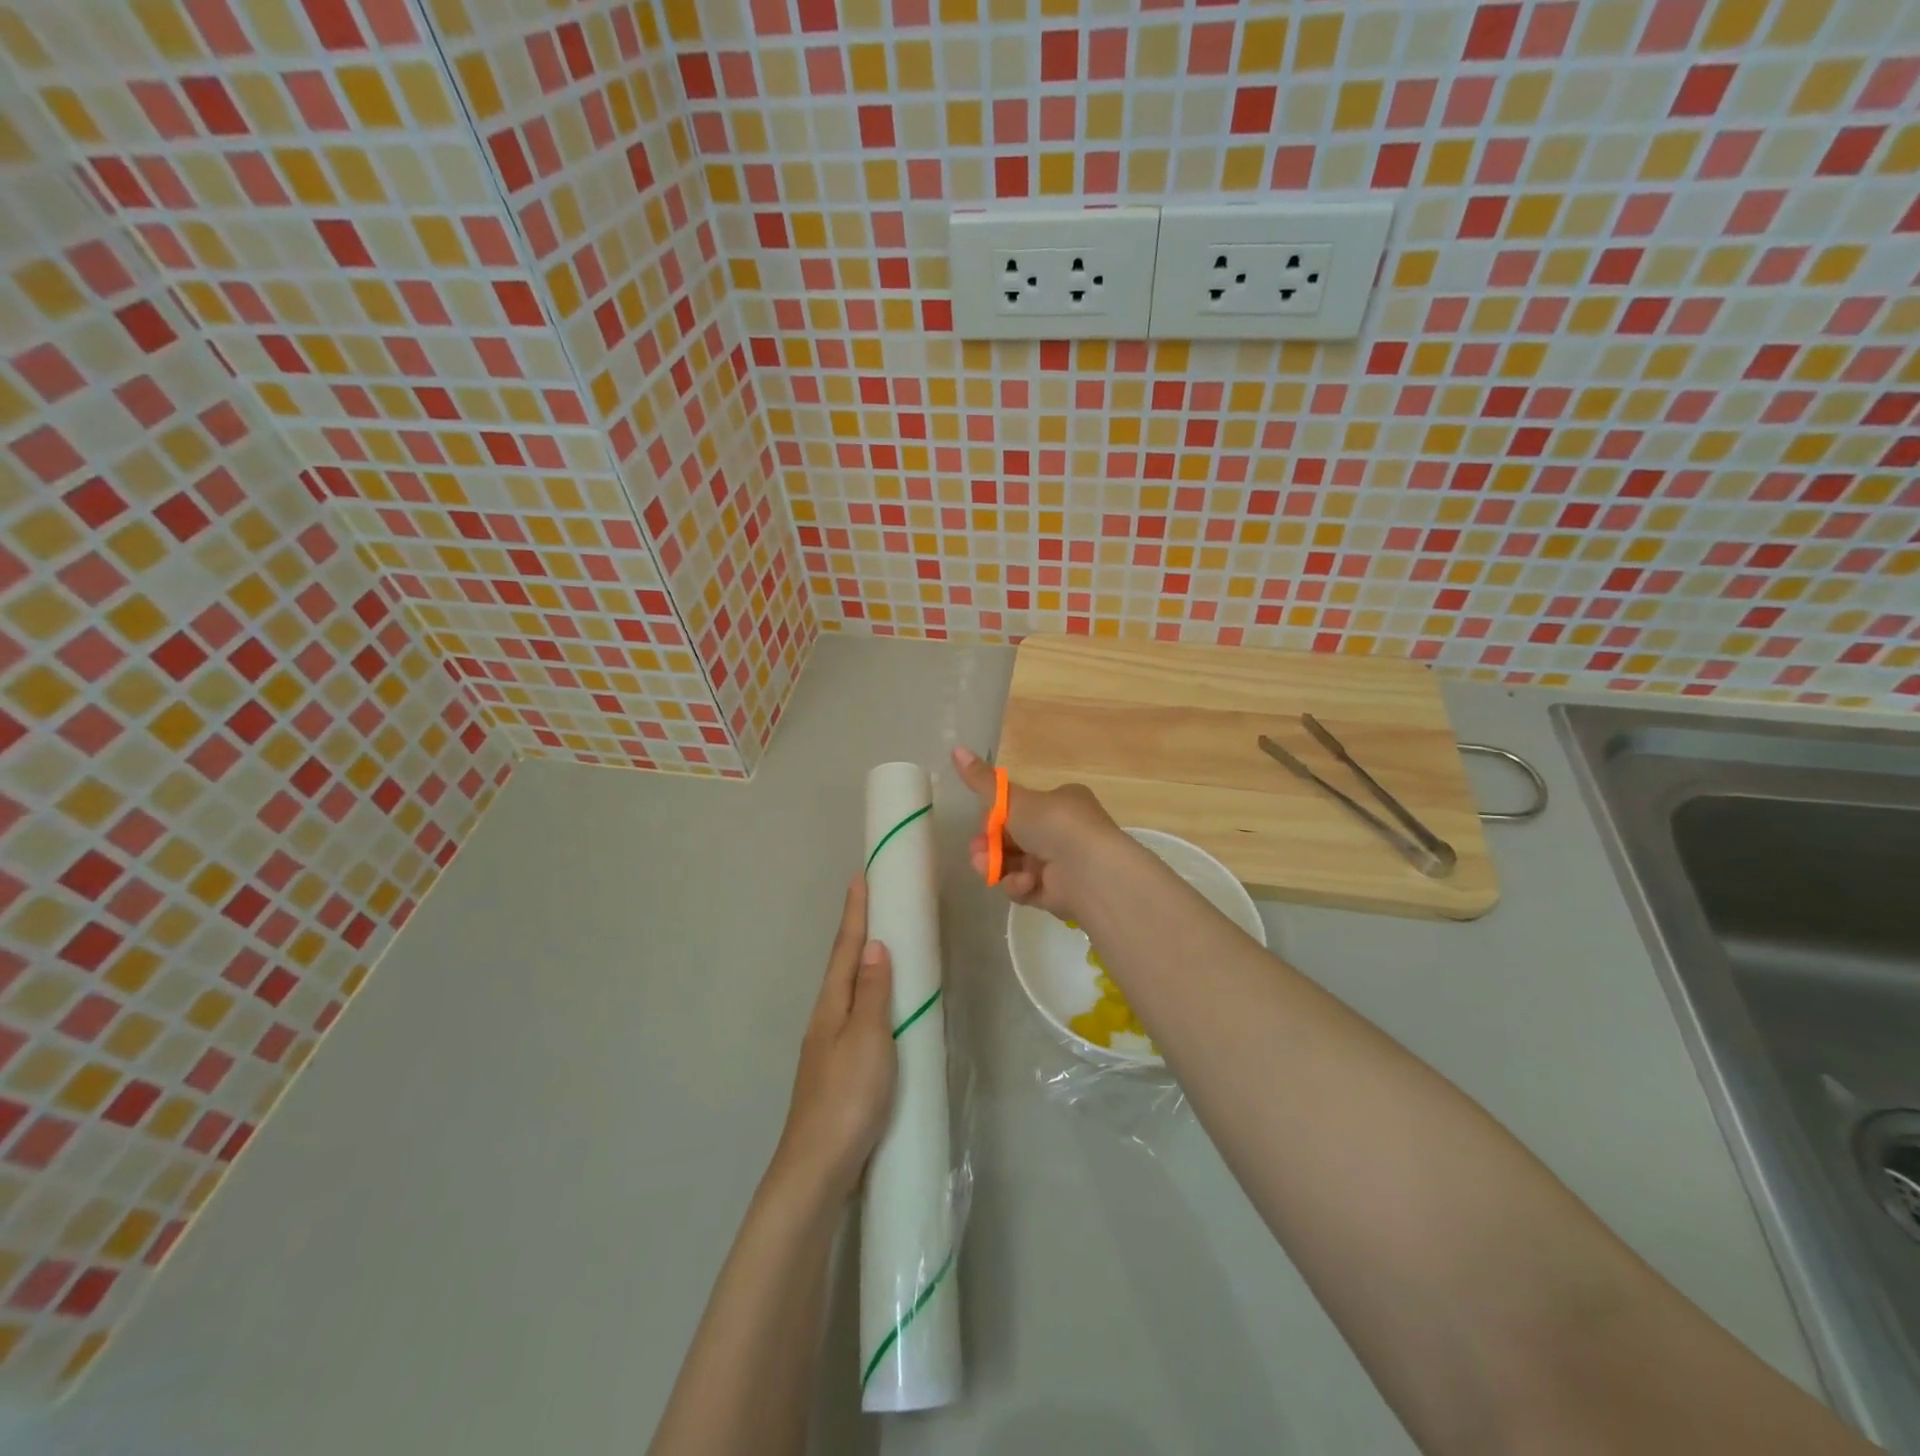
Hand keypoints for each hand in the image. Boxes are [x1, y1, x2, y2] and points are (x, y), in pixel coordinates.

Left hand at [773, 879, 896, 1203]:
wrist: (817, 1169)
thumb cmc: (847, 1098)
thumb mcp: (867, 1039)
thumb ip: (872, 993)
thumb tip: (874, 946)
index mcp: (831, 1006)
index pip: (845, 949)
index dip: (855, 913)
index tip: (860, 877)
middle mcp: (825, 1020)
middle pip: (842, 966)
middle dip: (857, 932)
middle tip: (875, 903)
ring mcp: (828, 1047)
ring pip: (848, 992)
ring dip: (862, 963)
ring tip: (883, 945)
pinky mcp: (838, 1071)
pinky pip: (855, 1017)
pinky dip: (868, 997)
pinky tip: (880, 1009)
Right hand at [952, 745, 1122, 919]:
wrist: (1090, 871)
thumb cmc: (1054, 824)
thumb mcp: (1013, 799)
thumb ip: (982, 782)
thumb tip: (955, 748)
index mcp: (1060, 803)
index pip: (1020, 809)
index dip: (996, 818)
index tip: (982, 823)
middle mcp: (1063, 831)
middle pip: (1014, 839)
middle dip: (991, 846)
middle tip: (977, 851)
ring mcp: (1061, 864)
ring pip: (1016, 865)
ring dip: (998, 866)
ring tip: (986, 868)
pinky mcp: (1058, 893)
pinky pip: (1027, 887)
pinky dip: (1020, 885)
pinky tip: (1023, 883)